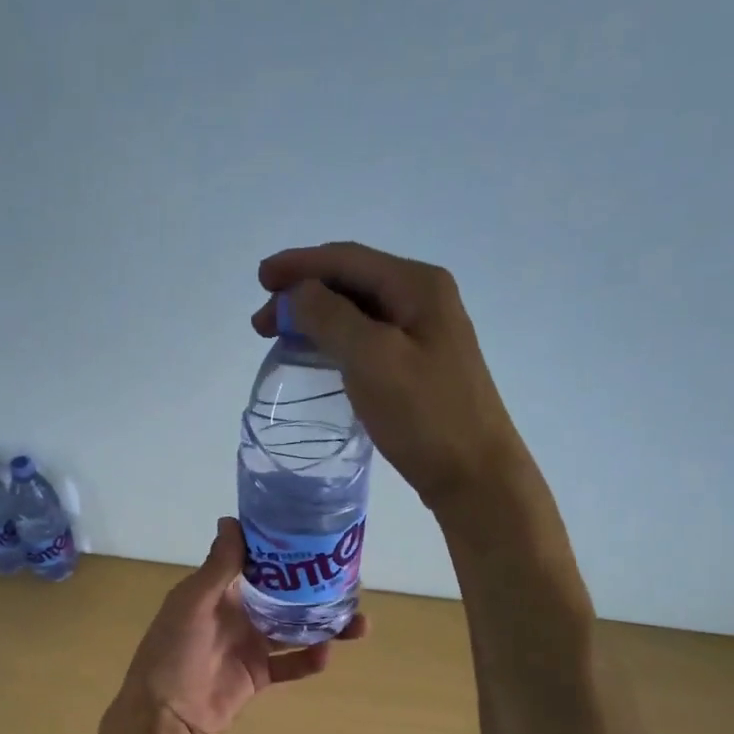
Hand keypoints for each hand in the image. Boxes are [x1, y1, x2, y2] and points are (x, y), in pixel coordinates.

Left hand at [115, 518, 367, 733]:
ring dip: (324, 626)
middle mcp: (237, 613)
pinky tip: (325, 655)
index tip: (320, 540)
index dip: (286, 552)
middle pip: (285, 596)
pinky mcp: (258, 675)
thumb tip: (232, 519)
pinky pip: (291, 664)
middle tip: (352, 584)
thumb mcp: (193, 602)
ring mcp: (249, 645)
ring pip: (295, 630)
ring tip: (358, 624)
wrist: (166, 714)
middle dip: (316, 591)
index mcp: (219, 591)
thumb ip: (218, 566)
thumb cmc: (173, 650)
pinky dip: (309, 661)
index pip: (258, 563)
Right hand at [252, 242, 529, 515]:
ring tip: (279, 339)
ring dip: (315, 318)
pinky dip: (334, 341)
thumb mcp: (372, 359)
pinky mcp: (418, 365)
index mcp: (417, 286)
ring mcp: (423, 333)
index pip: (347, 260)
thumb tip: (297, 293)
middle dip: (302, 293)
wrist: (473, 474)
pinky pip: (367, 339)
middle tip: (260, 323)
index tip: (259, 280)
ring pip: (357, 311)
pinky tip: (317, 357)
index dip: (298, 265)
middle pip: (351, 281)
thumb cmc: (425, 415)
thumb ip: (330, 317)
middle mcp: (423, 299)